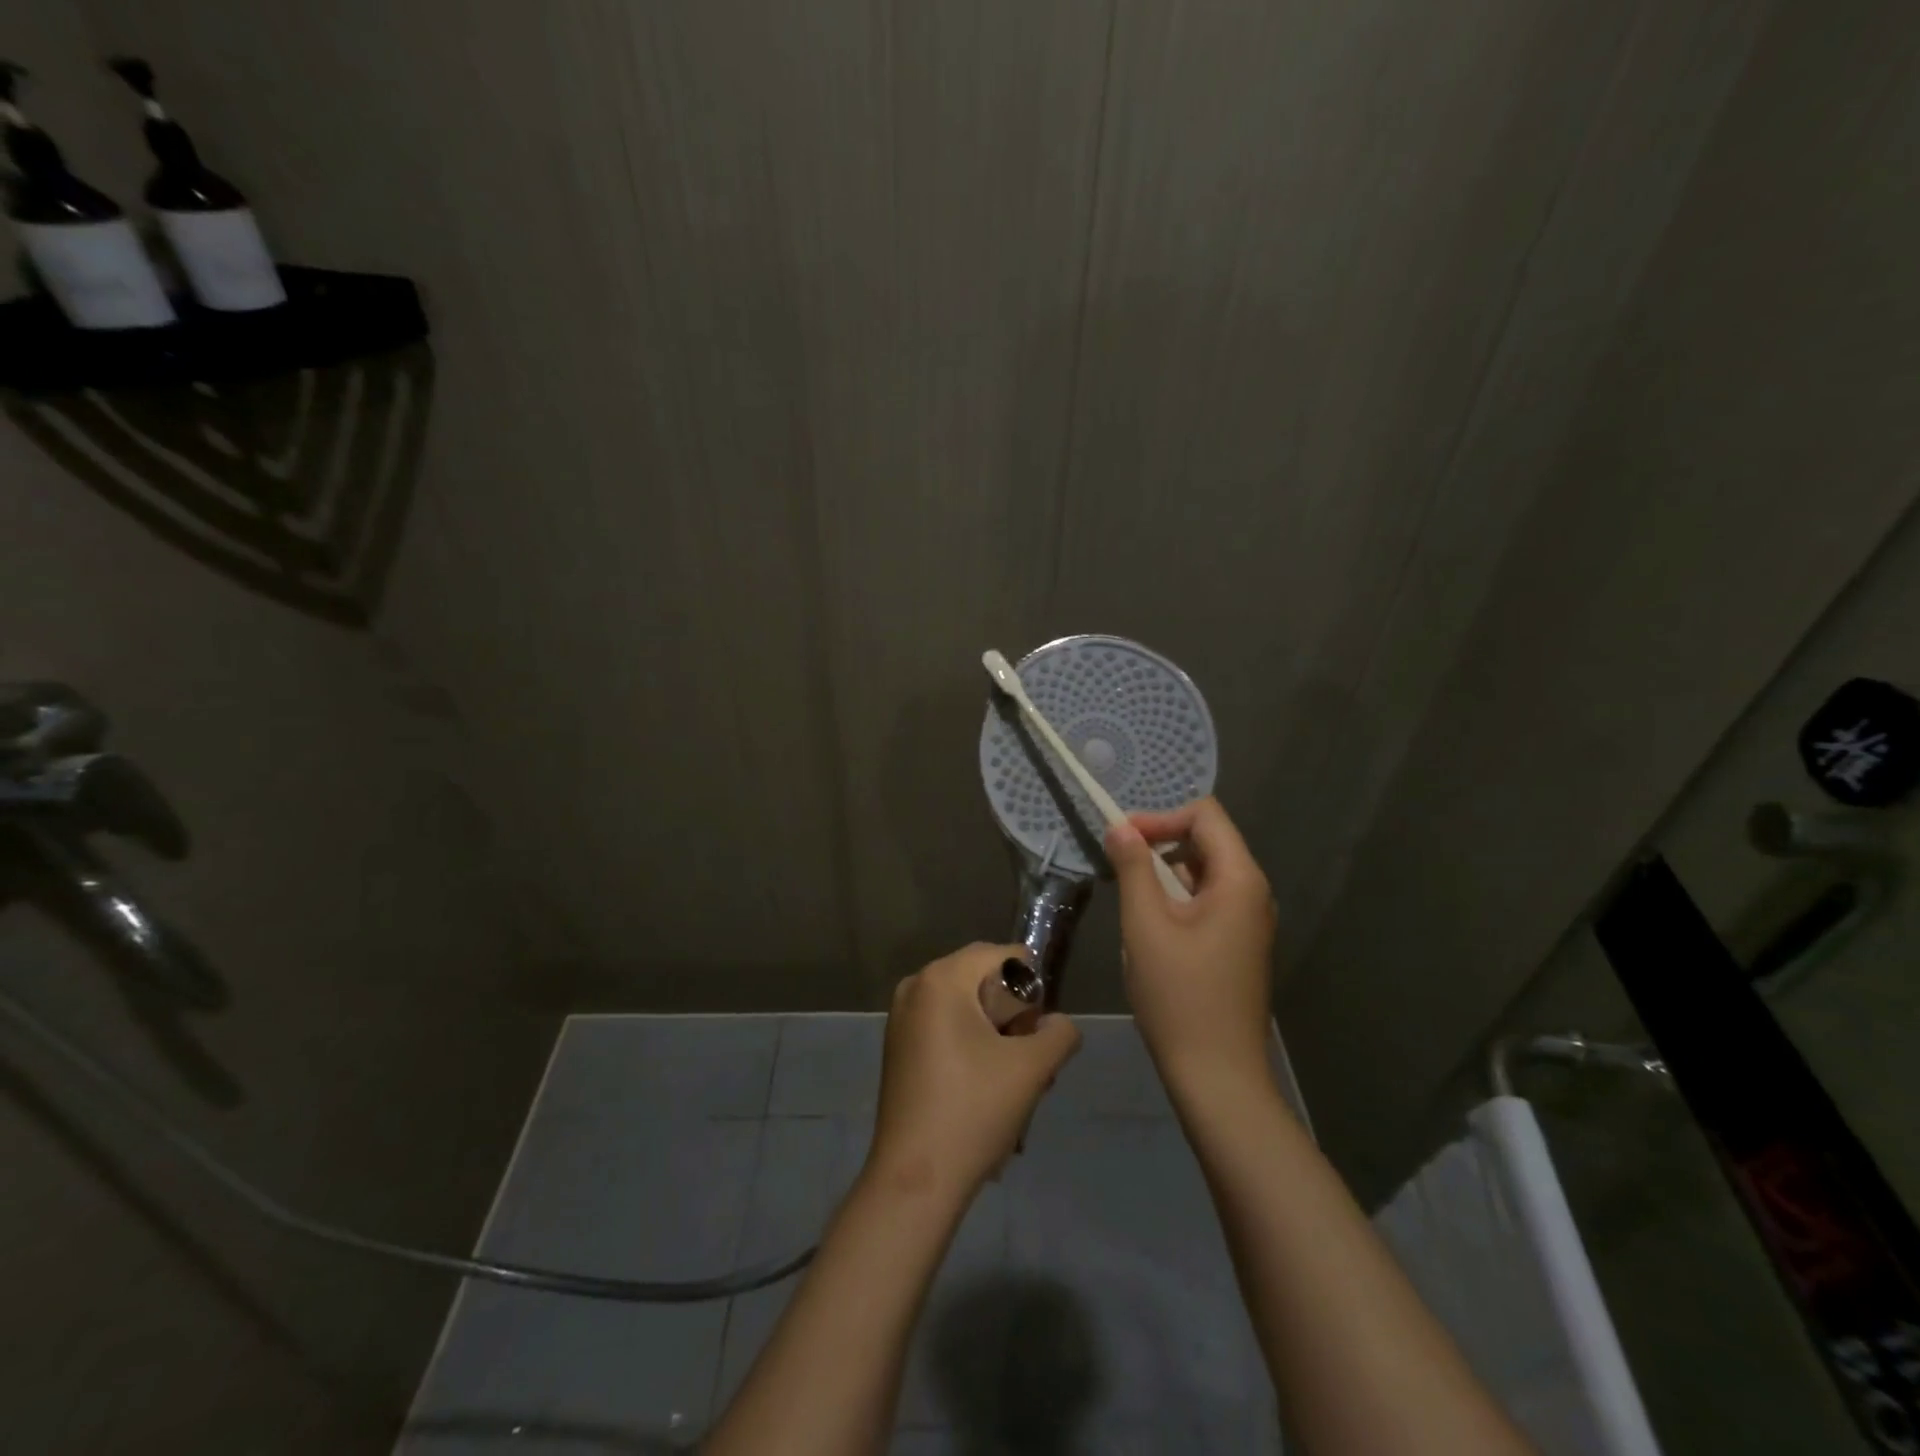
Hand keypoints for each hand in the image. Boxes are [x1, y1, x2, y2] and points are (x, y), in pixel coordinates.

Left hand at [867, 943, 1080, 1200]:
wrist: (915, 1180)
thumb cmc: (974, 1112)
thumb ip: (1059, 1033)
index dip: (1032, 988)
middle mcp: (916, 986)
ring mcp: (902, 1017)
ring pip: (967, 1007)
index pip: (1003, 956)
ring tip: (1014, 1081)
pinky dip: (972, 1046)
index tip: (1038, 1032)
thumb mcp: (1032, 1069)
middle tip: (1031, 1059)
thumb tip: (1058, 1024)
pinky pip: (946, 1026)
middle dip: (1014, 1014)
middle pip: (983, 980)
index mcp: (942, 978)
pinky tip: (986, 1090)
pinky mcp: (899, 1046)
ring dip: (997, 1035)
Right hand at [1105, 798, 1276, 1091]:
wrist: (1218, 1076)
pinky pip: (1207, 902)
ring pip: (1203, 873)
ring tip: (1132, 904)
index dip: (1161, 817)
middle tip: (1119, 868)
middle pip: (1207, 841)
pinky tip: (1151, 931)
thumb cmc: (1179, 996)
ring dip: (1164, 875)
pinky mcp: (1239, 944)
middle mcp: (1254, 893)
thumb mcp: (1145, 926)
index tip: (1122, 840)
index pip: (1206, 815)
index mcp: (1240, 880)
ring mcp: (1250, 921)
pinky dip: (1176, 901)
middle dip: (1160, 844)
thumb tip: (1120, 826)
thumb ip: (1133, 868)